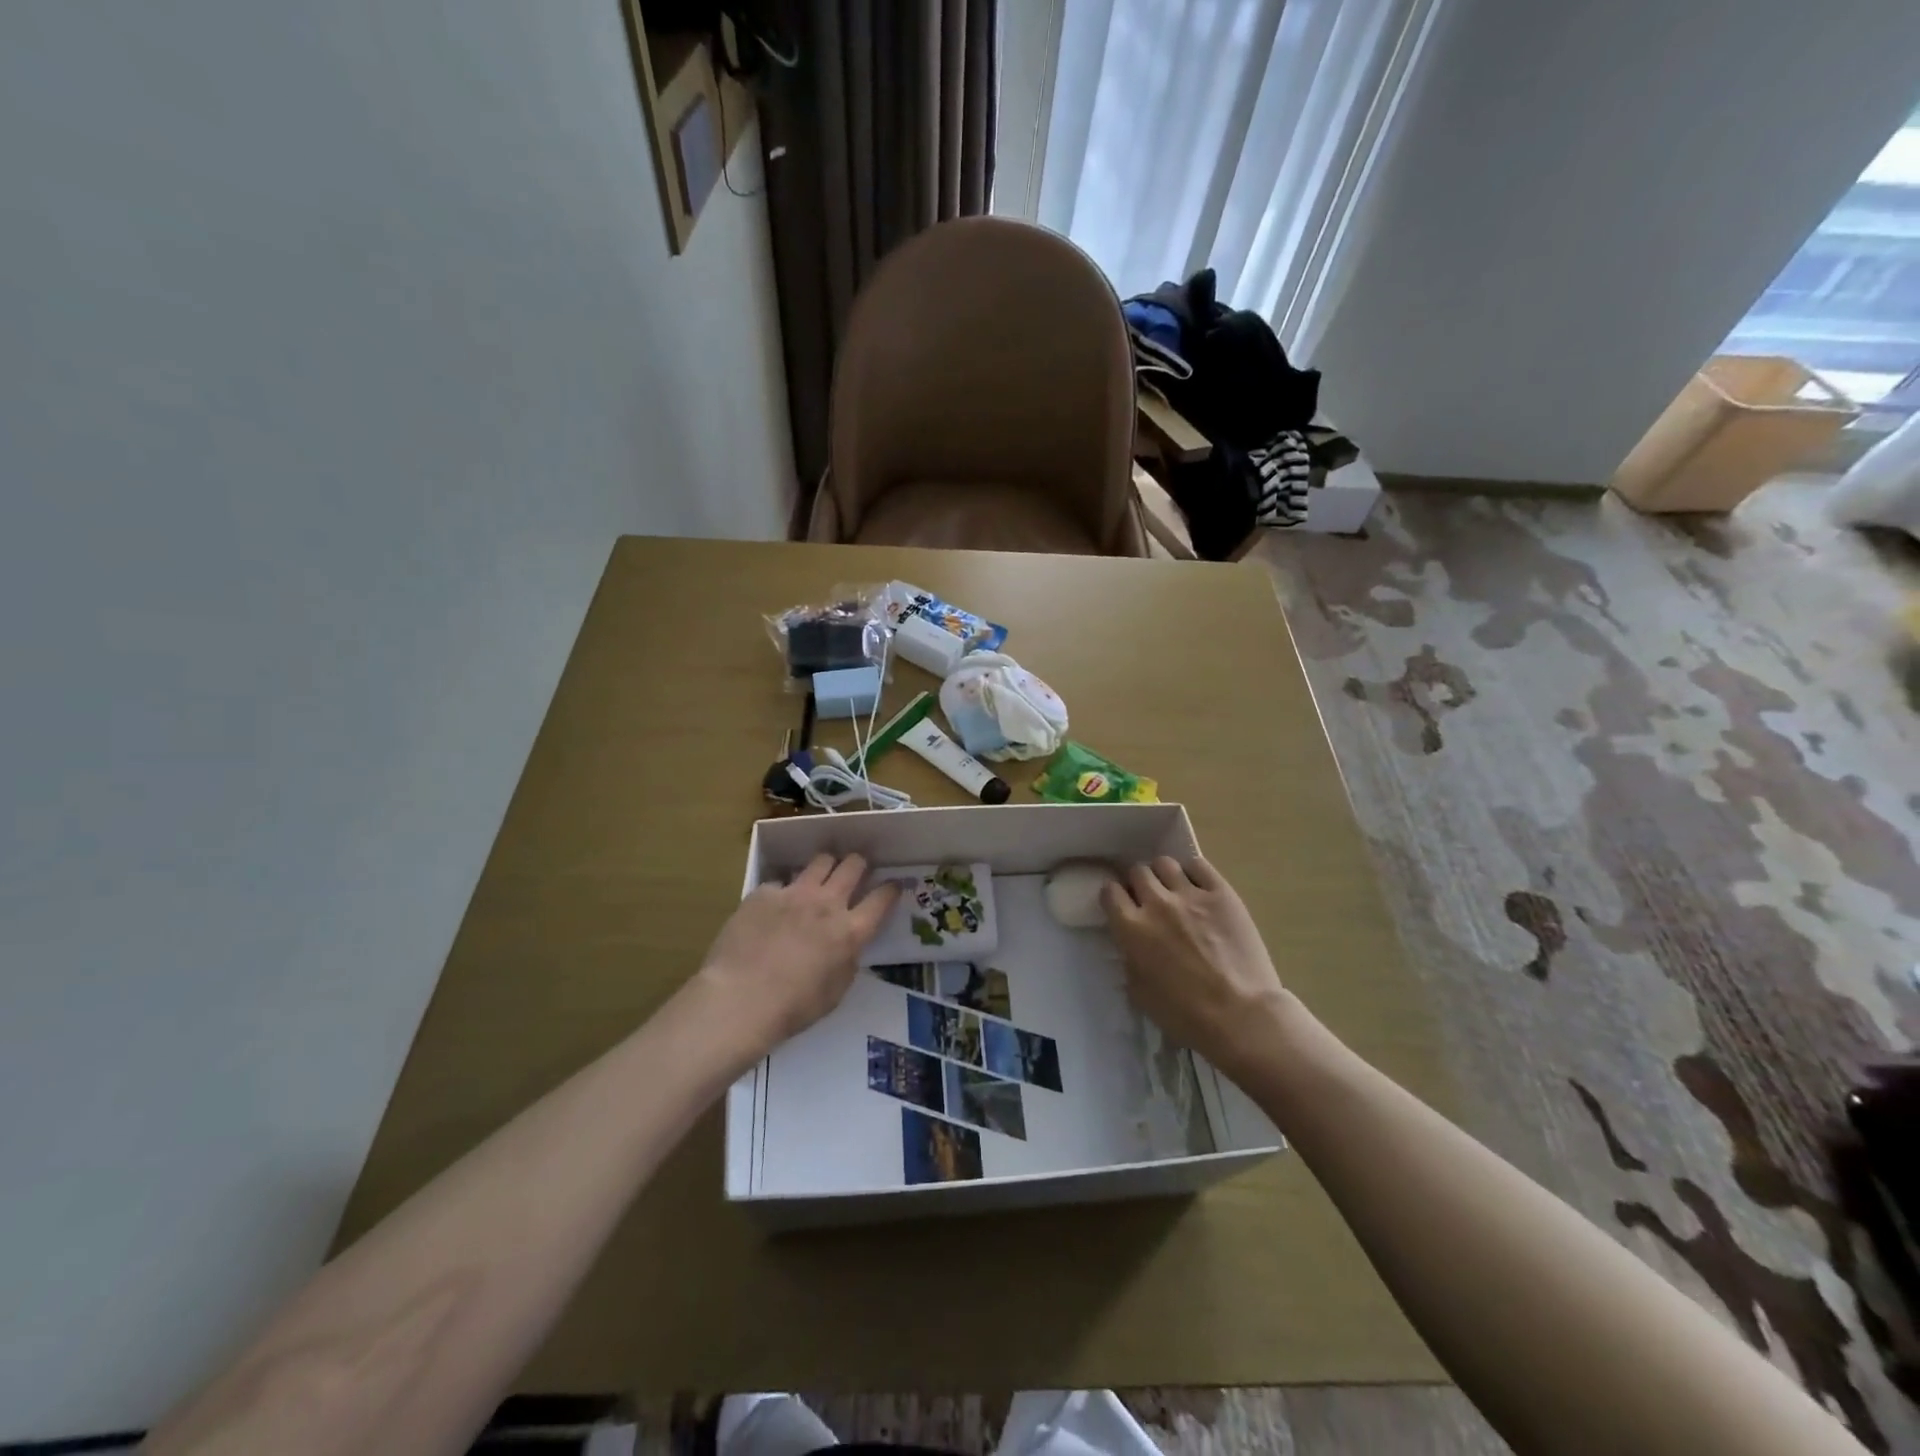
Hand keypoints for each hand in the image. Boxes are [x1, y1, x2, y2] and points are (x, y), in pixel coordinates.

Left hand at [696, 852, 897, 1059]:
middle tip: (855, 872)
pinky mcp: (764, 892)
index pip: (882, 898)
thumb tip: (847, 944)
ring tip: (820, 878)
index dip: (891, 889)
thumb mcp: (836, 991)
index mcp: (850, 931)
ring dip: (827, 866)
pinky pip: (781, 882)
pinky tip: (774, 909)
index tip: (891, 887)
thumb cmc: (793, 1007)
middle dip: (859, 864)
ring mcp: (794, 893)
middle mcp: (827, 903)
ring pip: (821, 860)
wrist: (739, 999)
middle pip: (853, 864)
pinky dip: (784, 892)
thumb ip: (847, 959)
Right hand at [1102, 856, 1289, 1079]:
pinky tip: (1198, 888)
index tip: (1123, 907)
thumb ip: (1129, 961)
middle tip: (1150, 900)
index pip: (1110, 892)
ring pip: (1165, 863)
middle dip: (1139, 884)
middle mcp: (1156, 903)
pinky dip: (1193, 872)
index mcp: (1131, 928)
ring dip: (1164, 876)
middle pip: (1137, 872)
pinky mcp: (1221, 893)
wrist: (1241, 1015)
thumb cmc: (1185, 1015)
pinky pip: (1199, 865)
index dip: (1115, 897)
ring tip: (1174, 891)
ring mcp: (1190, 894)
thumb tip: (1131, 947)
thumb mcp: (1140, 994)